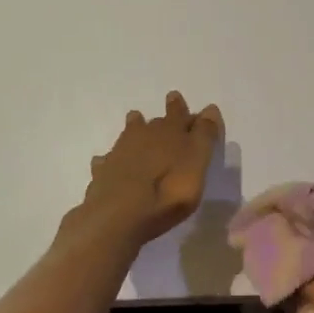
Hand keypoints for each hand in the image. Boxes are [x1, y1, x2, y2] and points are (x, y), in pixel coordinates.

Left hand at [81, 92, 223, 245]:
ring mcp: (120, 154)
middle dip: (161, 119)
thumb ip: (204, 135)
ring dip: (134, 129)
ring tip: (136, 122)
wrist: (119, 216)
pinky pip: (108, 160)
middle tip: (162, 114)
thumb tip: (210, 108)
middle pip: (154, 123)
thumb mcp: (197, 163)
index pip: (178, 114)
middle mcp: (143, 136)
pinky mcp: (103, 173)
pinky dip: (111, 159)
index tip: (176, 97)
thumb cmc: (168, 191)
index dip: (180, 107)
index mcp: (169, 132)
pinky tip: (108, 162)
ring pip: (129, 135)